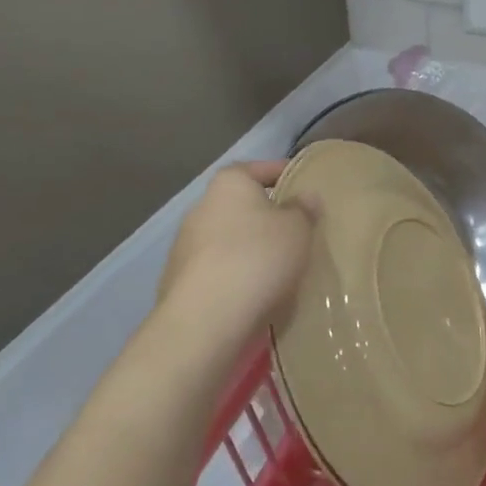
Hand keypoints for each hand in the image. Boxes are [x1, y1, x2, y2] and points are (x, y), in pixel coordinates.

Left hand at [158, 162, 314, 333]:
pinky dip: (236, 275)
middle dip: (266, 216)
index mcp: (229, 184)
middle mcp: (201, 207)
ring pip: (228, 239)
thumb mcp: (297, 229)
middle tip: (297, 232)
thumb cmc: (258, 258)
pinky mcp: (179, 281)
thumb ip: (303, 209)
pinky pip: (218, 270)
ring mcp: (185, 245)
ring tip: (279, 268)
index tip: (304, 186)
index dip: (283, 173)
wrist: (206, 318)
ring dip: (249, 248)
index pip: (258, 168)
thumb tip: (305, 197)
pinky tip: (255, 292)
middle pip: (241, 205)